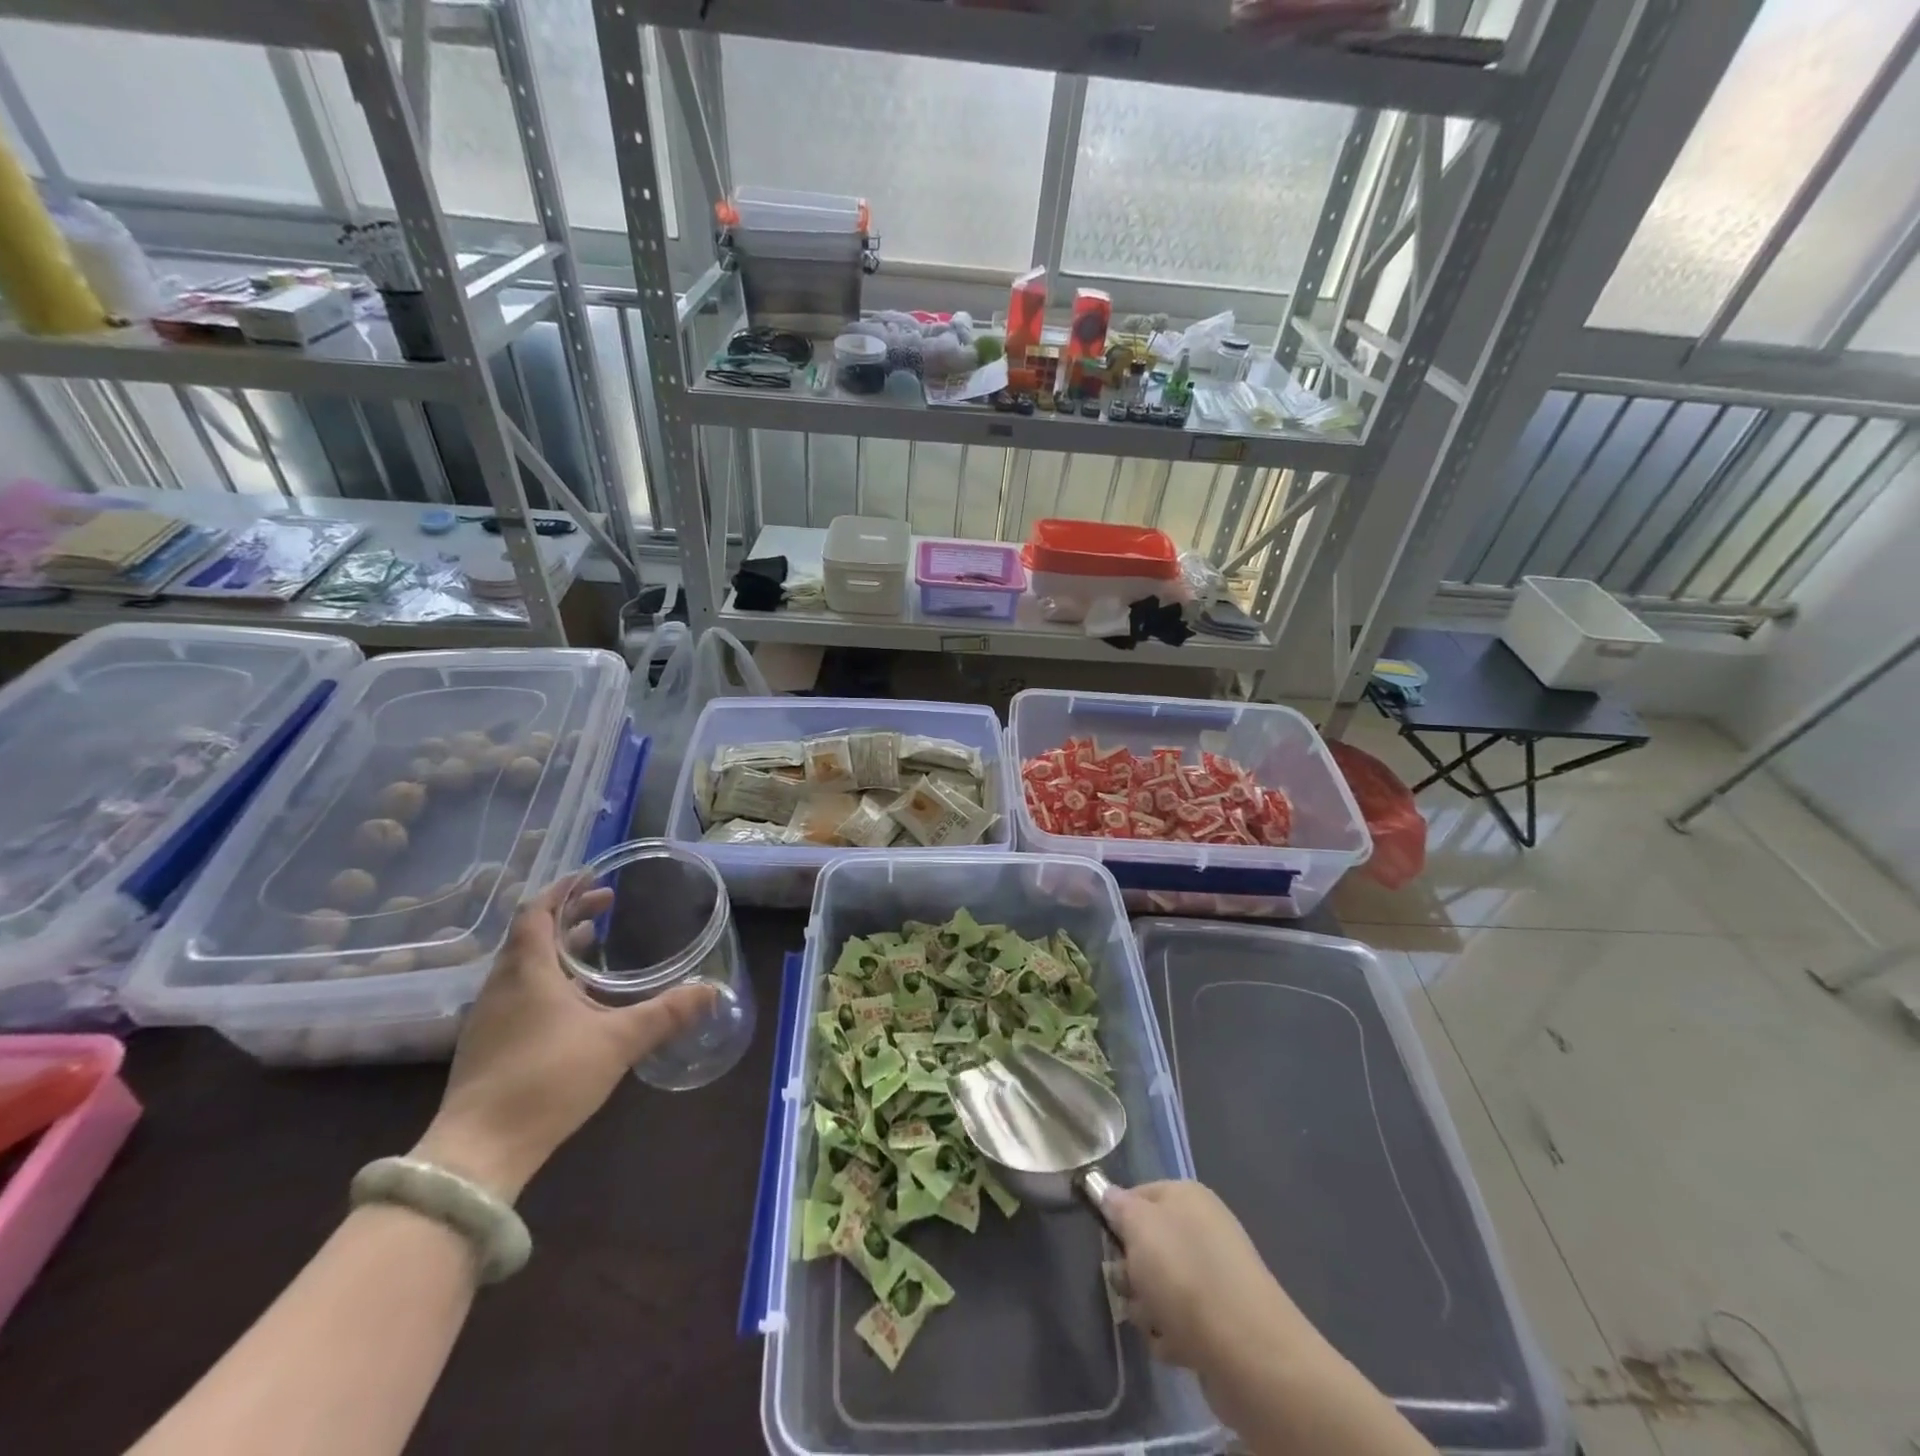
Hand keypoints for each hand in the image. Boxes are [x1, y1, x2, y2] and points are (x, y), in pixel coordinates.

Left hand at [412, 878, 715, 1201]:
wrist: (478, 1153)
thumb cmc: (548, 1080)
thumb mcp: (618, 1042)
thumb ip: (666, 1013)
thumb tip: (712, 990)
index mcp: (528, 971)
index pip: (537, 912)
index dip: (563, 890)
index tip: (592, 877)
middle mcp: (502, 985)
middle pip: (531, 935)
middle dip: (569, 916)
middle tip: (606, 907)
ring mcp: (488, 1017)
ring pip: (523, 965)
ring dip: (557, 948)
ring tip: (594, 947)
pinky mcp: (486, 1046)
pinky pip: (518, 993)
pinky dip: (546, 979)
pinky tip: (573, 1002)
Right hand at [1105, 1181, 1307, 1369]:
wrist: (1248, 1352)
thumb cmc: (1185, 1275)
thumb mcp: (1139, 1227)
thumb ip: (1118, 1206)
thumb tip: (1108, 1194)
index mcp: (1187, 1196)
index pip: (1136, 1194)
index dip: (1117, 1219)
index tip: (1110, 1245)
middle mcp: (1203, 1228)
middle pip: (1146, 1245)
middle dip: (1131, 1272)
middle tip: (1132, 1288)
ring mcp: (1214, 1276)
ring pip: (1158, 1287)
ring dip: (1148, 1308)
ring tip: (1157, 1322)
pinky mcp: (1221, 1320)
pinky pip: (1180, 1321)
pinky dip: (1172, 1335)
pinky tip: (1177, 1346)